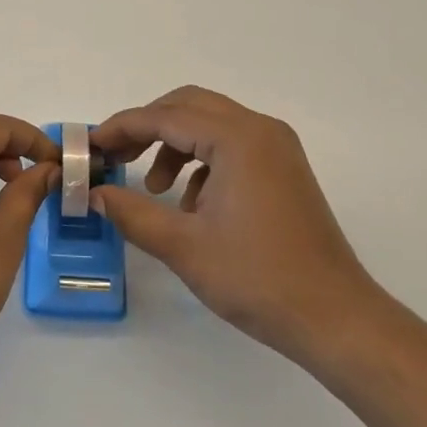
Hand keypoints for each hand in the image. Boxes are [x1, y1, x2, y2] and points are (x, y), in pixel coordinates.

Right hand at [91, 86, 381, 366]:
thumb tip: (94, 194)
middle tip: (115, 157)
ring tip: (154, 189)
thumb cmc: (258, 279)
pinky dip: (201, 160)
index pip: (164, 116)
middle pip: (187, 106)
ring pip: (209, 123)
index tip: (90, 146)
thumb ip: (132, 212)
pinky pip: (231, 145)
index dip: (121, 128)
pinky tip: (191, 204)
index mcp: (237, 138)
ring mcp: (277, 147)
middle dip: (146, 127)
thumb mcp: (183, 246)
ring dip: (173, 145)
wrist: (336, 320)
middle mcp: (259, 129)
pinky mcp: (284, 168)